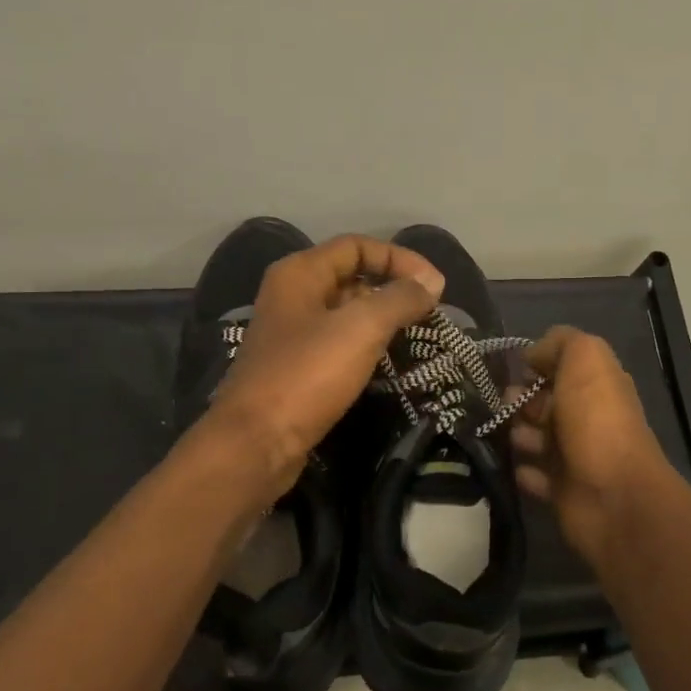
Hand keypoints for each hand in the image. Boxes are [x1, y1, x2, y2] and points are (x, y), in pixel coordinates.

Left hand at [205, 234, 442, 496]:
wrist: (255, 444)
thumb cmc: (306, 375)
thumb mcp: (361, 328)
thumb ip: (400, 299)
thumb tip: (432, 282)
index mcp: (300, 274)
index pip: (357, 246)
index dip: (399, 258)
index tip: (435, 286)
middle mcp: (292, 296)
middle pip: (351, 276)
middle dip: (392, 288)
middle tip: (430, 311)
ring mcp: (291, 334)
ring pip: (345, 312)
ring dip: (381, 318)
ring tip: (417, 334)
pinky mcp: (295, 368)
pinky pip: (338, 343)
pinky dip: (365, 345)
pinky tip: (388, 362)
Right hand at [510, 326, 676, 567]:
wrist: (613, 495)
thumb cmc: (596, 420)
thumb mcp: (585, 359)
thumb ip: (561, 344)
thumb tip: (534, 353)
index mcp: (597, 385)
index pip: (562, 367)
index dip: (537, 363)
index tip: (512, 367)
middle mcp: (587, 418)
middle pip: (545, 403)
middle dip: (520, 399)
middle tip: (500, 403)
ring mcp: (576, 457)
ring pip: (537, 438)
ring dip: (518, 433)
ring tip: (504, 432)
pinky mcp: (562, 491)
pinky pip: (535, 476)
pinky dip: (523, 470)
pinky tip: (513, 465)